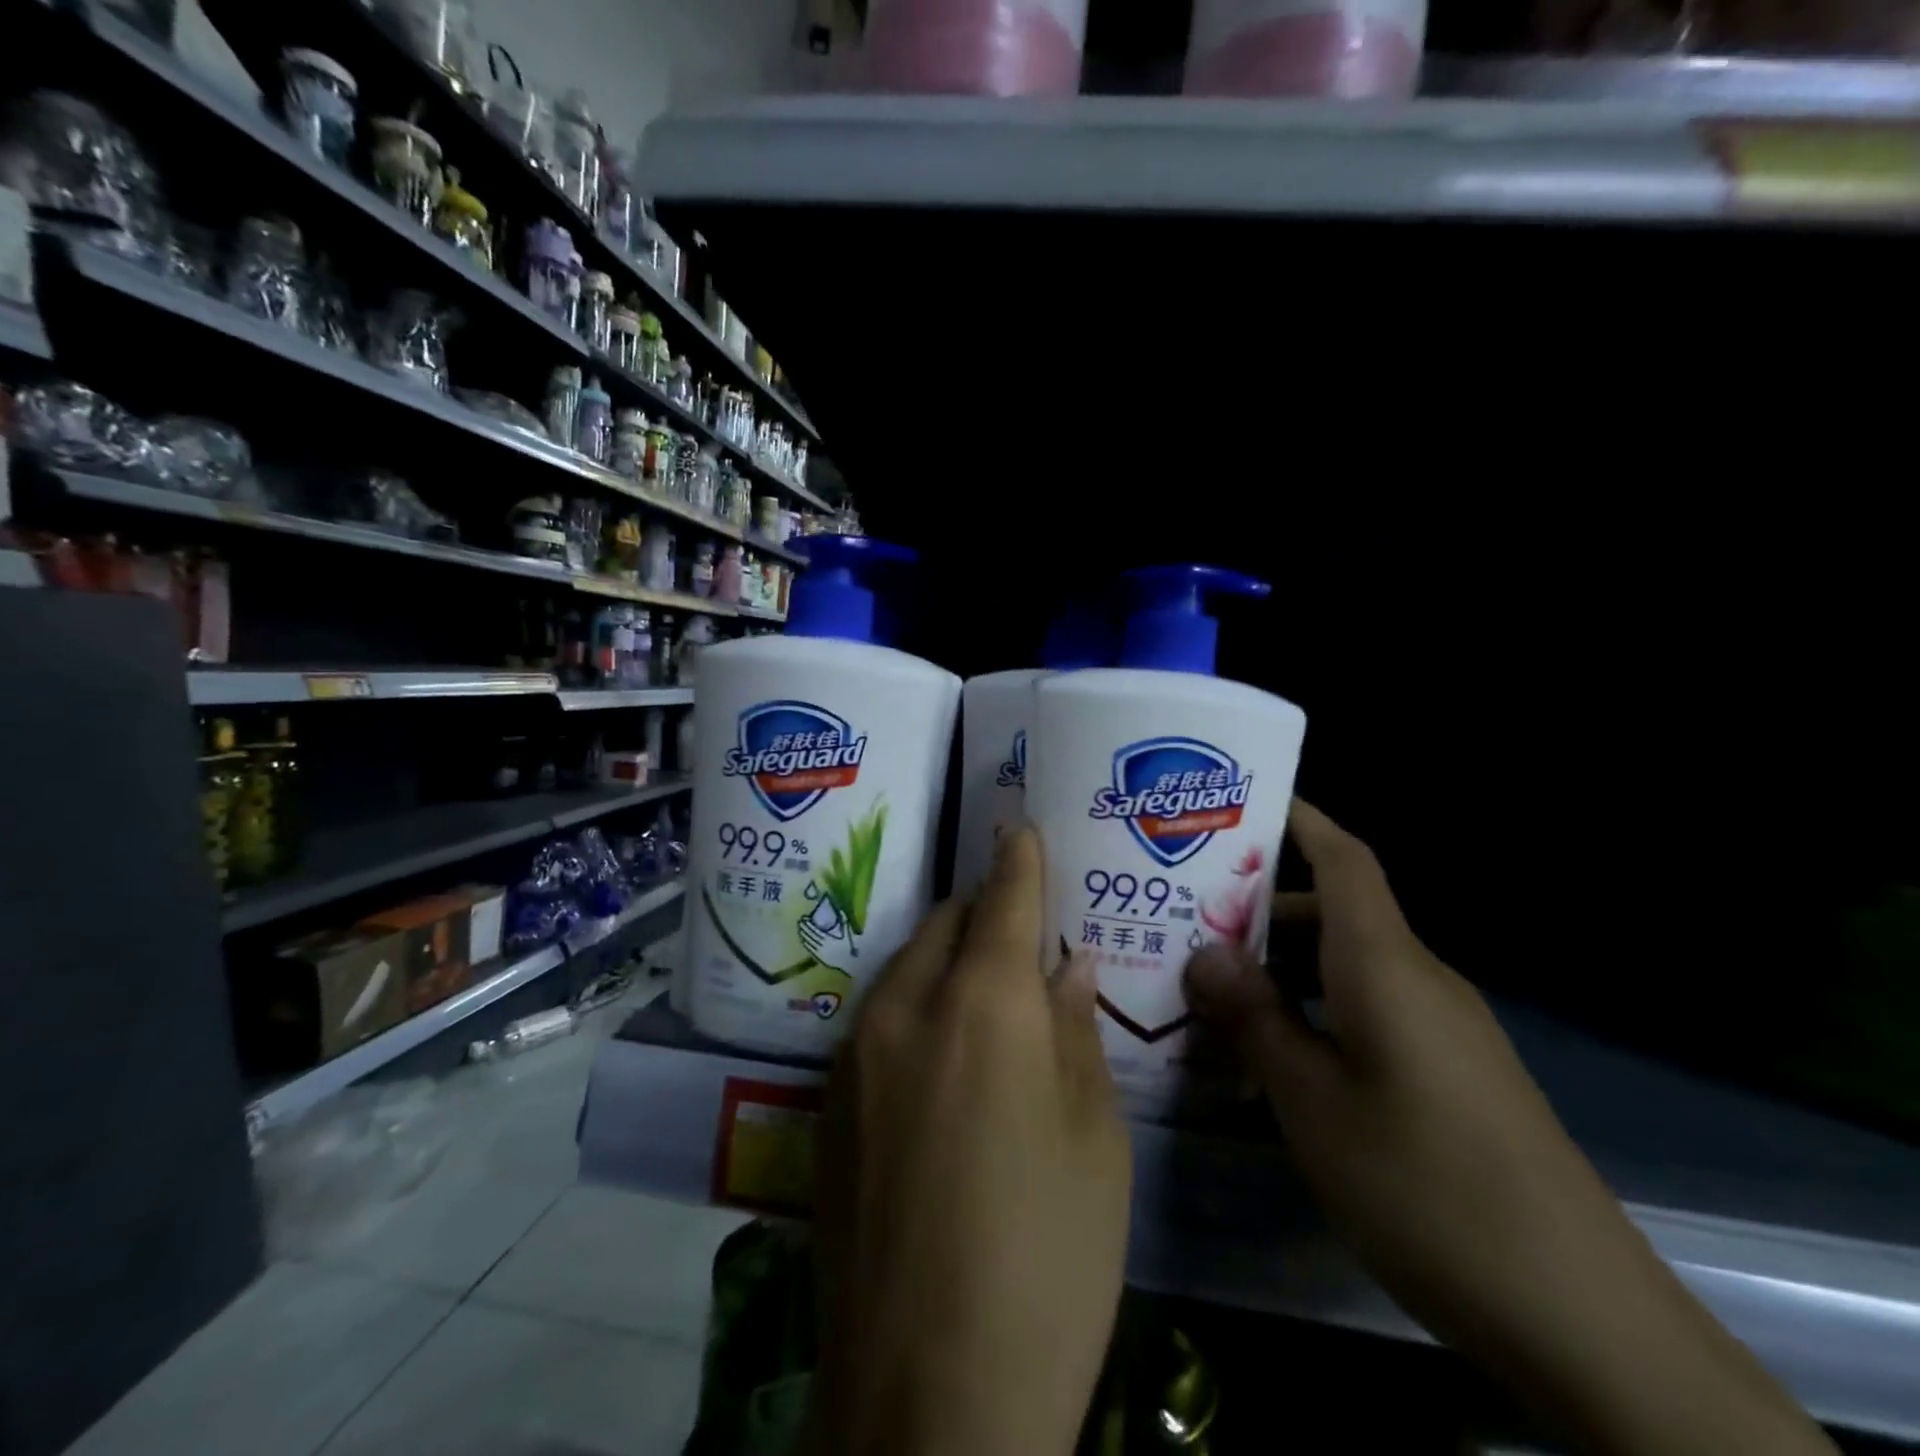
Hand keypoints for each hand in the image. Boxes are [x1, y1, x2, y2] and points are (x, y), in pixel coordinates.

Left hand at [803, 827, 1130, 1455]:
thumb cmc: (1048, 1260)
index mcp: (983, 1005)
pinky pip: (879, 1015)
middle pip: (947, 921)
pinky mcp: (827, 1097)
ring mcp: (854, 1051)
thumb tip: (1066, 966)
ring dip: (946, 956)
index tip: (1022, 829)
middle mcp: (906, 1006)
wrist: (928, 1396)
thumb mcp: (1095, 1140)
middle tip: (1021, 926)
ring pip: (907, 964)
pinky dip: (915, 1003)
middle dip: (983, 909)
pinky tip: (942, 1053)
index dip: (1018, 860)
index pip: (1003, 898)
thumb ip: (1076, 1032)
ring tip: (985, 987)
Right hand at [1185, 800, 1833, 1455]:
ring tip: (1211, 982)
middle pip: (1336, 911)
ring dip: (1282, 963)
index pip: (1345, 861)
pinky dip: (1313, 1006)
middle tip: (1184, 913)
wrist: (1581, 1314)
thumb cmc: (1426, 1186)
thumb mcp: (1312, 1103)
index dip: (1300, 820)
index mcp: (1385, 966)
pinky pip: (1368, 1008)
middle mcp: (1418, 979)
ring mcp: (1441, 1028)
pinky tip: (1271, 1049)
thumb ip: (1255, 1019)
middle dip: (1261, 904)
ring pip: (1348, 964)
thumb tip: (1203, 953)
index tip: (1242, 801)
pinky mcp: (1450, 1071)